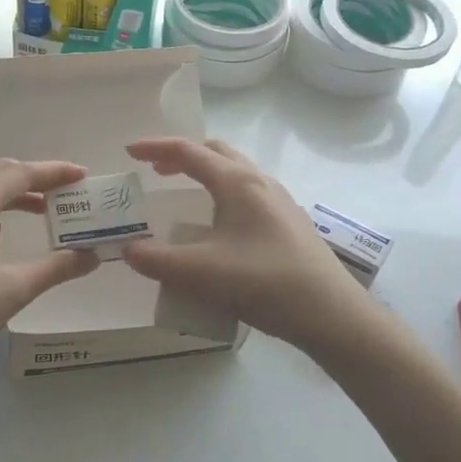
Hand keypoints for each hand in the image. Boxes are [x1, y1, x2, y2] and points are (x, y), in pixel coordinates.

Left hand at [0, 158, 99, 382]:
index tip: (83, 176)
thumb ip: (55, 268)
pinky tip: (0, 233)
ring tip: (43, 210)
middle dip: (35, 178)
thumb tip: (91, 256)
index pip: (20, 174)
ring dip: (12, 194)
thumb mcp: (12, 290)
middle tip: (67, 191)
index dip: (54, 172)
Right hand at [121, 137, 368, 350]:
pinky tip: (220, 227)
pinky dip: (224, 195)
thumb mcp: (200, 273)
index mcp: (237, 182)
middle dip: (182, 156)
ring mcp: (280, 202)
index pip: (189, 152)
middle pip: (217, 152)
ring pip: (237, 172)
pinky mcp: (291, 224)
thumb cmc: (263, 283)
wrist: (331, 313)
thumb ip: (157, 260)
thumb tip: (130, 250)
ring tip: (186, 196)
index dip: (156, 148)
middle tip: (156, 171)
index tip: (129, 151)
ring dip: (206, 174)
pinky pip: (250, 194)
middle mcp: (260, 182)